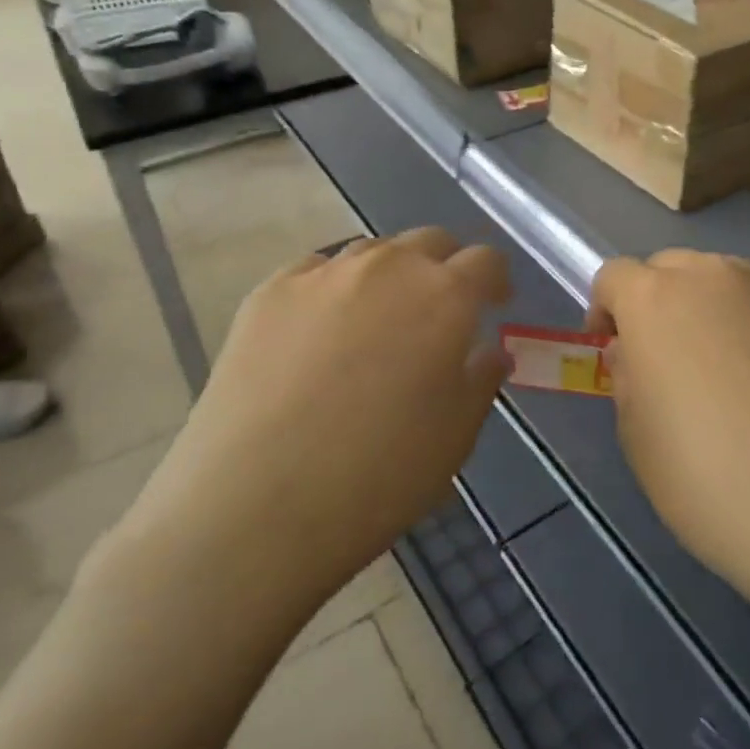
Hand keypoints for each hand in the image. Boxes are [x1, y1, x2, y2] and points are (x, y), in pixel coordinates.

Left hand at [111, 227, 511, 608]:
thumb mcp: (455, 437)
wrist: (253, 506)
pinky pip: (315, 272)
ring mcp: (322, 274)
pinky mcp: (269, 292)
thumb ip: (480, 381)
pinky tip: (321, 330)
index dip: (496, 279)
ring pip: (372, 252)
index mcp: (444, 297)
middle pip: (429, 242)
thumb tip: (490, 352)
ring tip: (378, 321)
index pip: (486, 260)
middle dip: (445, 267)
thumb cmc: (377, 476)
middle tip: (440, 310)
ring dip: (390, 275)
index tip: (494, 304)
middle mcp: (387, 268)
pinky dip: (333, 289)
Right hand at [587, 250, 749, 605]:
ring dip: (711, 309)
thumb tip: (638, 355)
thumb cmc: (709, 478)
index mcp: (655, 300)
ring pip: (726, 282)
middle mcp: (714, 278)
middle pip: (672, 268)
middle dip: (658, 302)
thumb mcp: (638, 438)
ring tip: (727, 370)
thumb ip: (628, 379)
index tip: (614, 350)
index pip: (614, 275)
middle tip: (667, 358)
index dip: (606, 310)